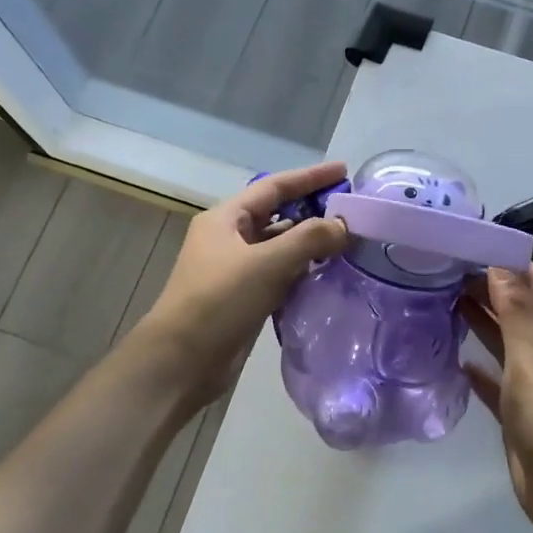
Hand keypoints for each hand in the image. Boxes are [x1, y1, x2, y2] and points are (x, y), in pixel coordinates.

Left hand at [138, 162, 350, 406]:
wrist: (181, 362)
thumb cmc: (219, 301)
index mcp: (226, 219)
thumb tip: (343, 225)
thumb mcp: (266, 263)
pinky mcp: (244, 298)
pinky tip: (327, 275)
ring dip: (310, 243)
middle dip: (313, 210)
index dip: (309, 177)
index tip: (344, 171)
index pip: (274, 186)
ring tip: (348, 242)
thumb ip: (309, 239)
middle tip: (351, 211)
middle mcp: (229, 238)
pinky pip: (279, 275)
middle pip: (278, 215)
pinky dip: (302, 271)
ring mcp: (236, 269)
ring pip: (280, 247)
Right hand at [462, 266, 532, 532]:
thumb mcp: (532, 363)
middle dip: (488, 289)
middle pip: (518, 311)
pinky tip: (456, 359)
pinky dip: (479, 367)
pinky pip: (495, 380)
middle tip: (445, 270)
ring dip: (480, 322)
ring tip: (443, 300)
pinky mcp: (518, 411)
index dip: (509, 263)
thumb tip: (500, 266)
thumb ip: (515, 316)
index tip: (472, 244)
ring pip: (504, 343)